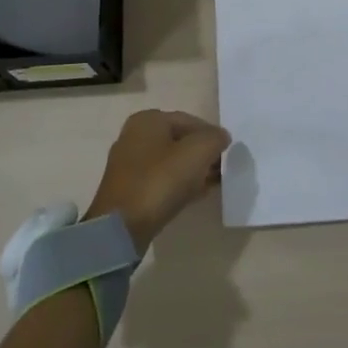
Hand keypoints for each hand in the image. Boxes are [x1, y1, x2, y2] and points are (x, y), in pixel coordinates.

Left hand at [83, 110, 231, 253]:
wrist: (121, 228)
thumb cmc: (160, 181)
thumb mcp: (197, 153)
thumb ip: (214, 139)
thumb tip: (221, 137)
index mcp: (148, 120)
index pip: (189, 120)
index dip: (211, 135)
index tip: (227, 152)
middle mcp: (134, 136)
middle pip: (179, 141)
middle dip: (202, 154)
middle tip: (221, 170)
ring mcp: (128, 164)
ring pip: (170, 162)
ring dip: (192, 171)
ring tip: (212, 184)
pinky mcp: (128, 190)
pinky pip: (160, 180)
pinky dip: (179, 184)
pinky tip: (195, 195)